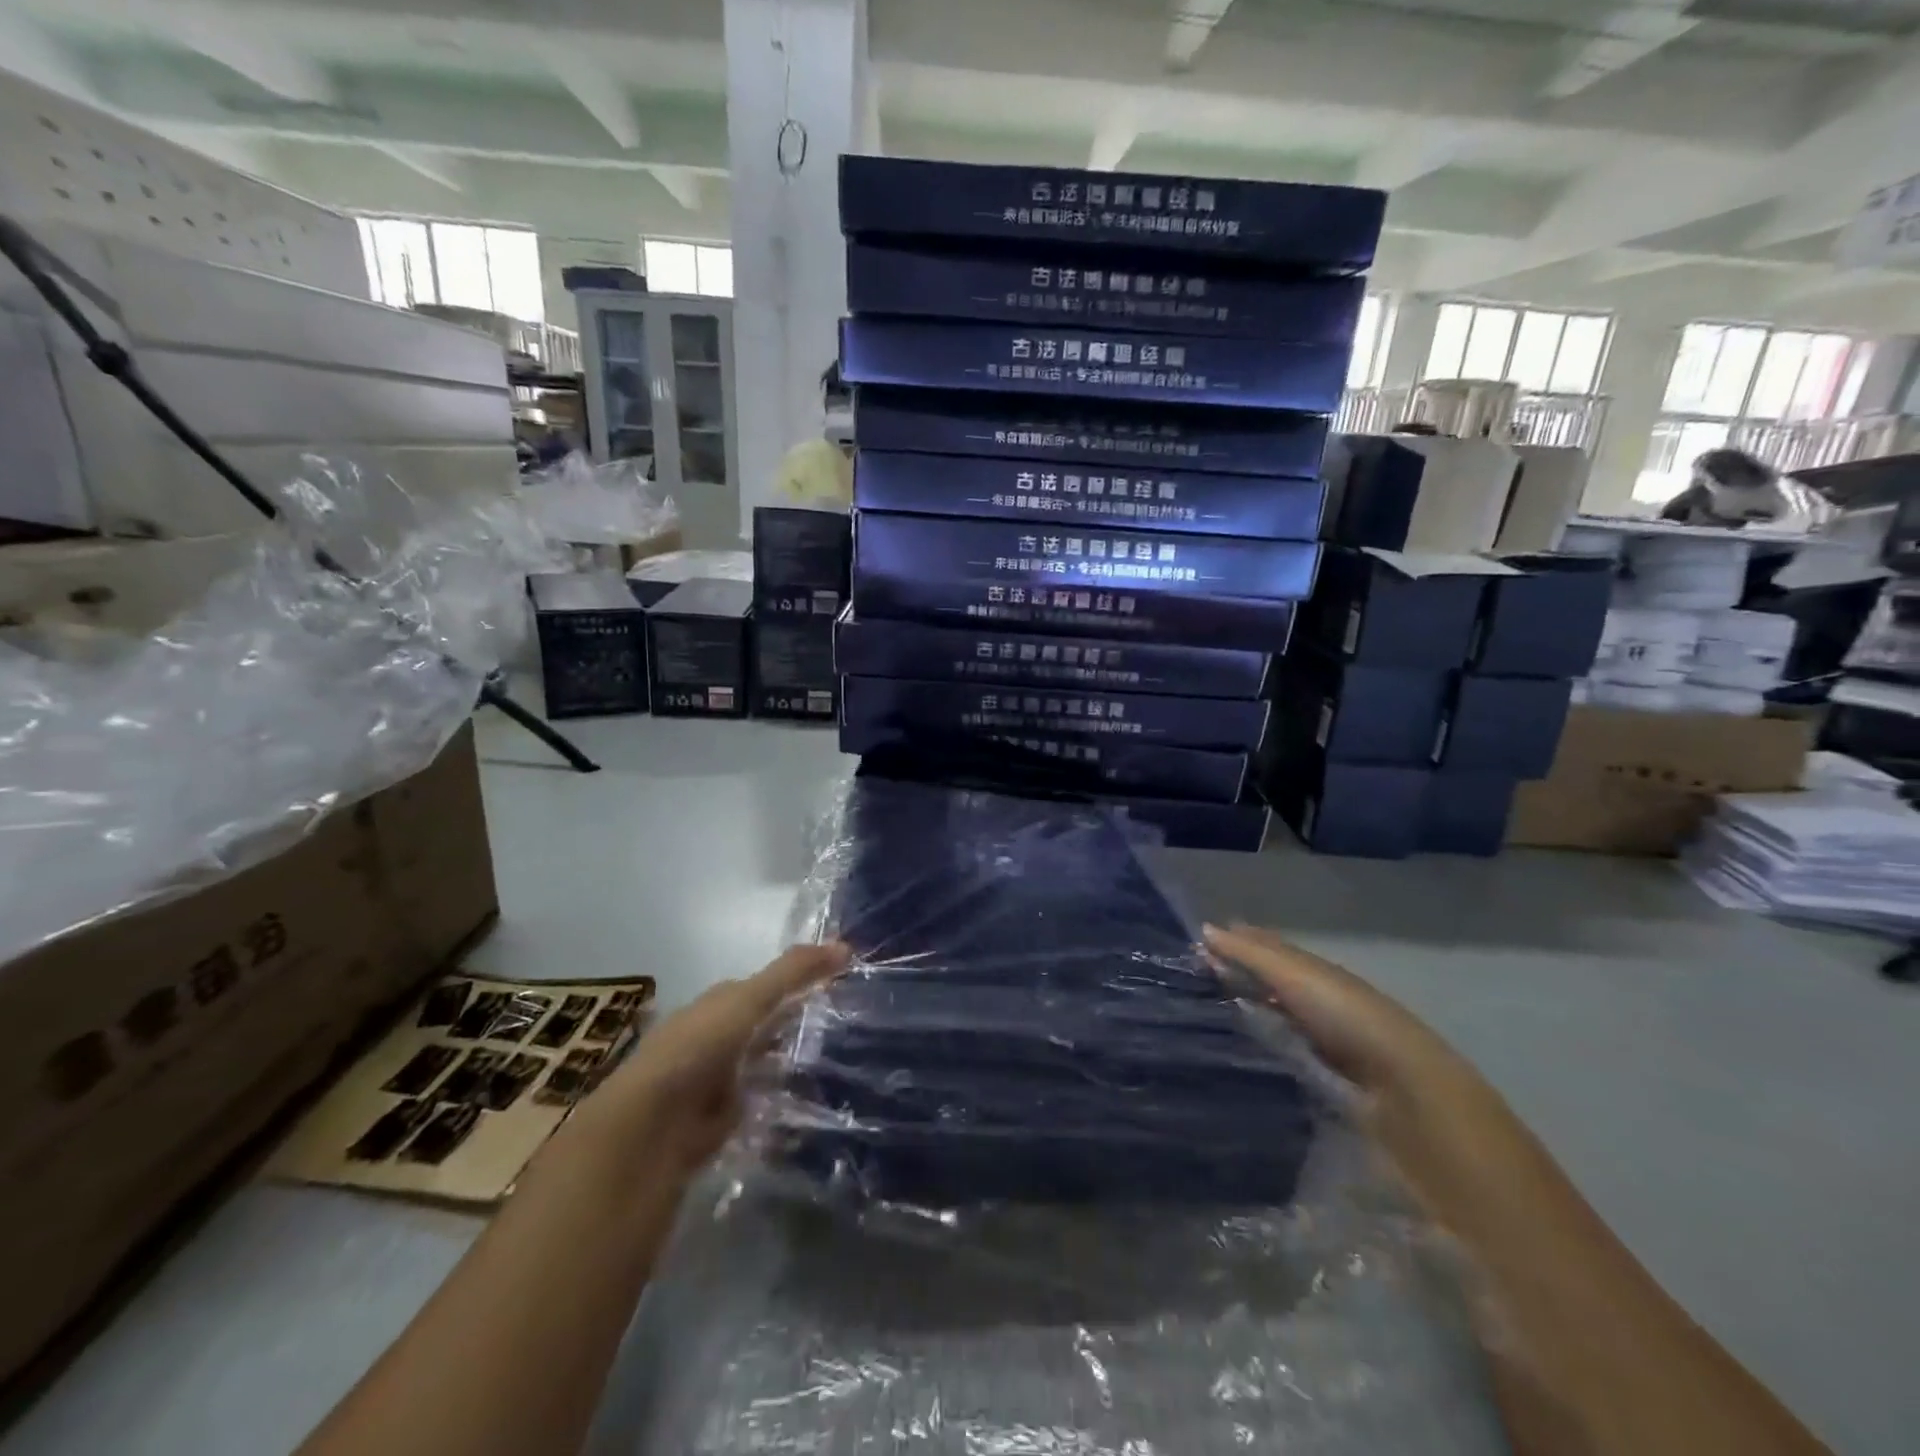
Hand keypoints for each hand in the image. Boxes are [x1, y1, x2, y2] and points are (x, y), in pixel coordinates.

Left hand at [570, 942, 850, 1179]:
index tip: (839, 983)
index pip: (763, 986)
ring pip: (764, 1064)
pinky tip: (811, 1104)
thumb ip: (794, 973)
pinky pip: (761, 1104)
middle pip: (764, 1025)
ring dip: (790, 1064)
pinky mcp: (720, 1121)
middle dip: (796, 1024)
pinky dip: (781, 1102)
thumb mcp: (750, 1000)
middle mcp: (715, 1037)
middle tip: (846, 1026)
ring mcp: (716, 1080)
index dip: (798, 981)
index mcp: (717, 1003)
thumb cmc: (698, 1048)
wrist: (651, 1128)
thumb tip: (845, 946)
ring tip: (839, 1065)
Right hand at [1202, 923, 1539, 1234]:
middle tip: (1188, 980)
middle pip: (1272, 985)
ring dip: (1245, 1014)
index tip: (1194, 947)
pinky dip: (1258, 1046)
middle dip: (1238, 978)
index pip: (1270, 951)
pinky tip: (1235, 1054)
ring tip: (1201, 1016)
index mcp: (1318, 972)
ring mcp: (1325, 1045)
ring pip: (1275, 1020)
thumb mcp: (1298, 977)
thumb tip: (1203, 929)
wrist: (1409, 1094)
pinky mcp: (1324, 1083)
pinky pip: (1281, 1054)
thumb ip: (1252, 956)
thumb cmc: (1350, 1022)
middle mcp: (1322, 1003)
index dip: (1237, 945)